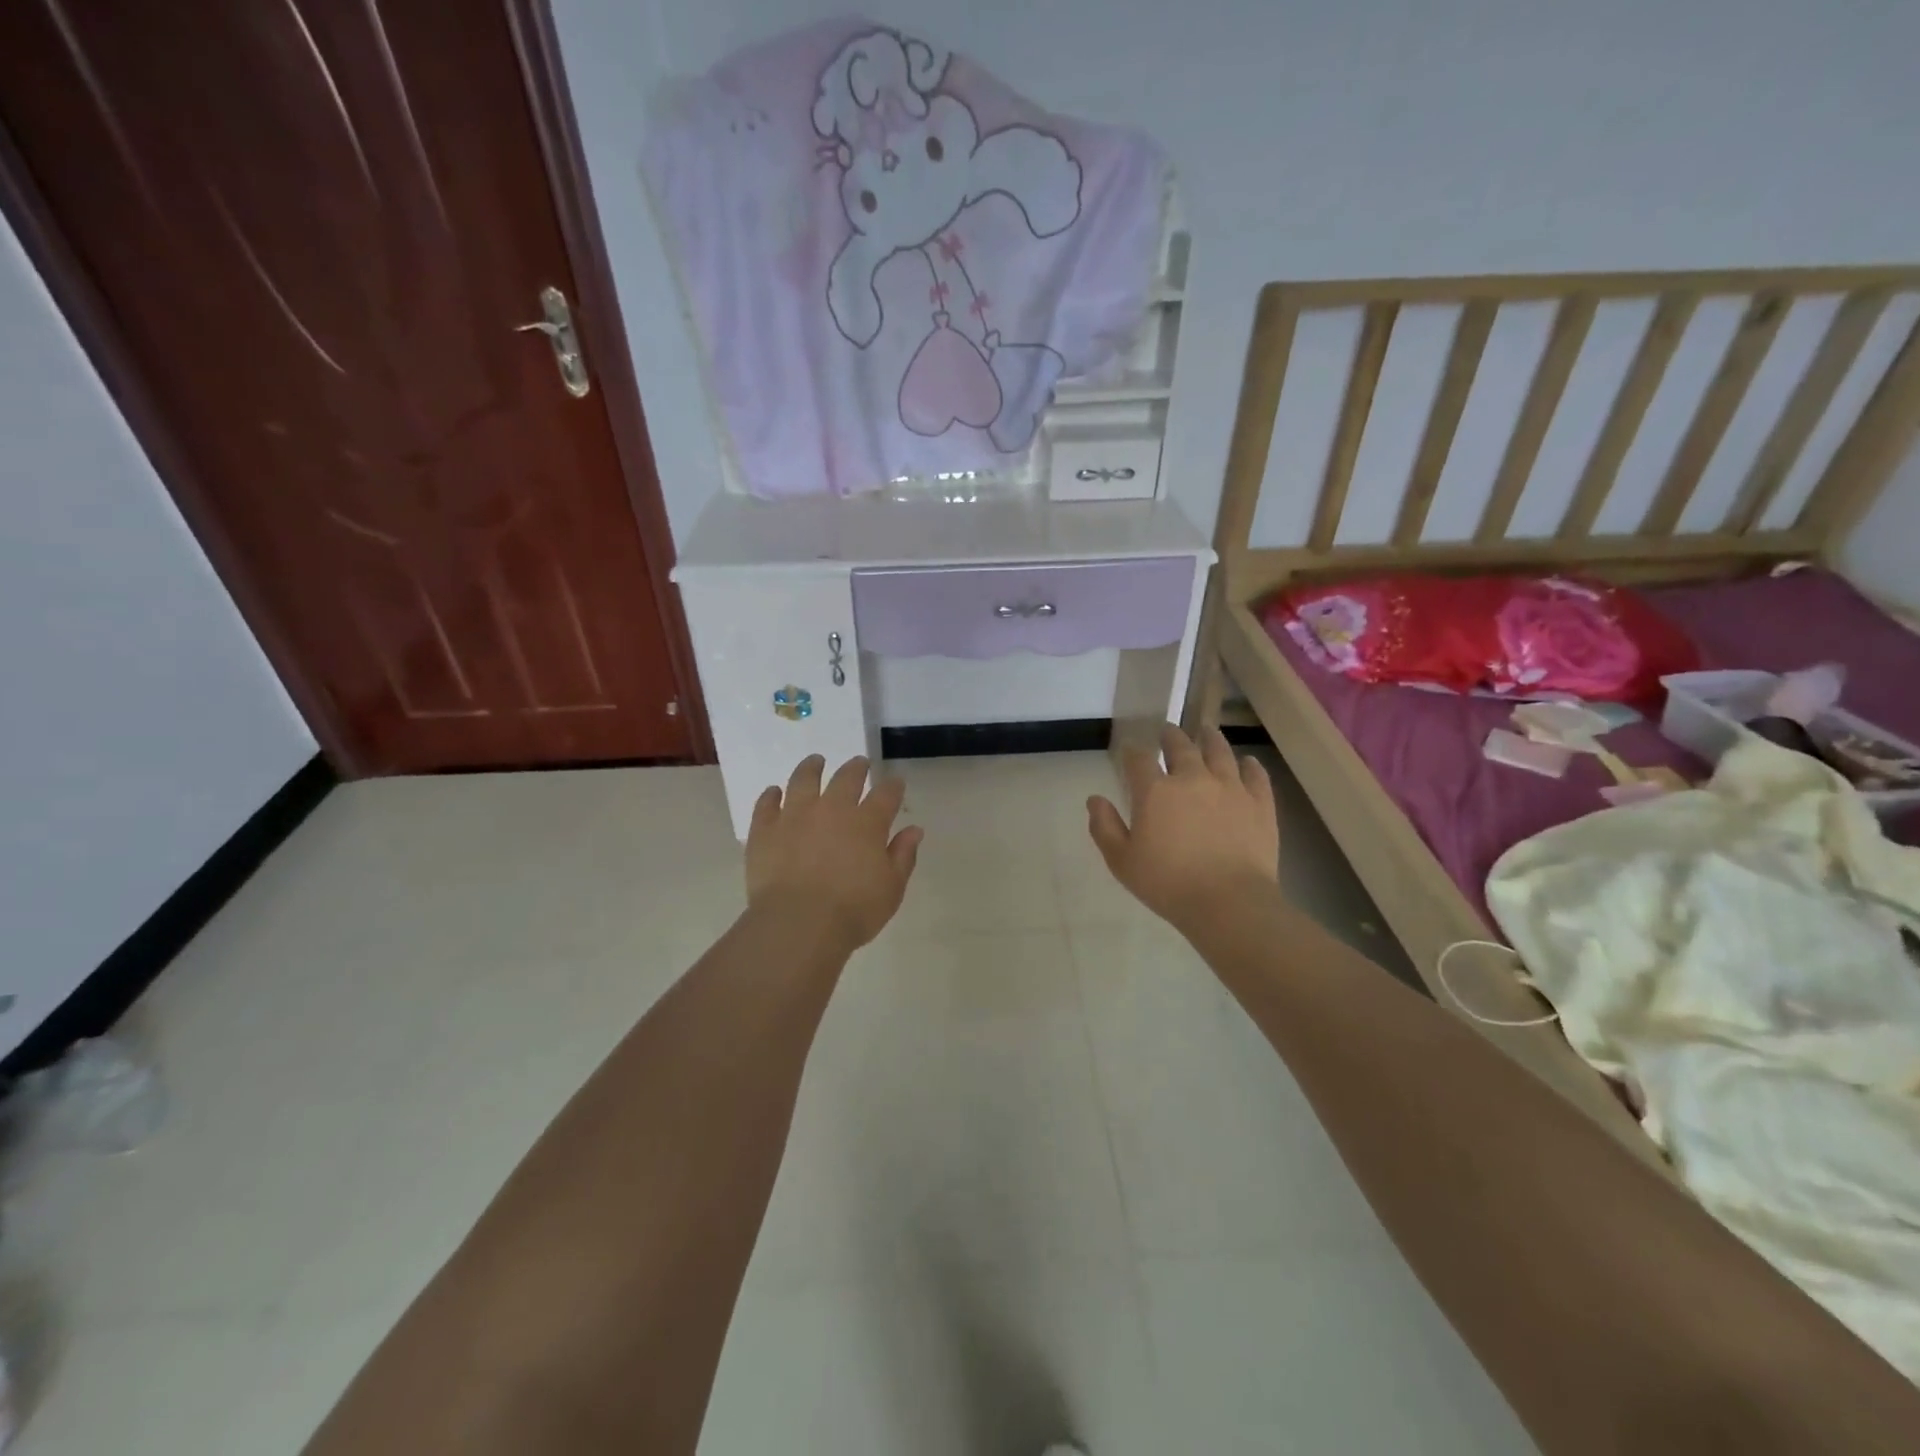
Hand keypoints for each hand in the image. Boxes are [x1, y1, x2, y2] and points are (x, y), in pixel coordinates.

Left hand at [747, 755, 923, 952]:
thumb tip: (914, 830)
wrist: (798, 925)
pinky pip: (767, 804)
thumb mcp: (891, 888)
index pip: (886, 794)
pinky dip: (771, 796)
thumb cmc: (853, 911)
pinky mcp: (765, 830)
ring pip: (803, 780)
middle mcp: (832, 809)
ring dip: (812, 768)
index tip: (896, 782)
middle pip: (846, 778)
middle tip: (859, 764)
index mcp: (867, 823)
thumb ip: (903, 855)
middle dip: (856, 768)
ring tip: (815, 761)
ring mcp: (795, 816)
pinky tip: (774, 792)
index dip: (893, 786)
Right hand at [1088, 725, 1279, 935]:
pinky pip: (1255, 774)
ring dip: (1209, 738)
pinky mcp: (1259, 803)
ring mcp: (1230, 787)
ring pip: (1219, 752)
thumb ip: (1105, 827)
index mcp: (1155, 791)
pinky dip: (1250, 764)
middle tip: (1167, 732)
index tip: (1130, 750)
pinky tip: (1247, 761)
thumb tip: (1094, 799)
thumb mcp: (1122, 861)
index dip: (1132, 751)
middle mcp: (1192, 778)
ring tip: (1206, 731)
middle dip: (1170, 736)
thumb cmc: (1168, 884)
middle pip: (1180, 746)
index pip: (1139, 759)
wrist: (1229, 902)